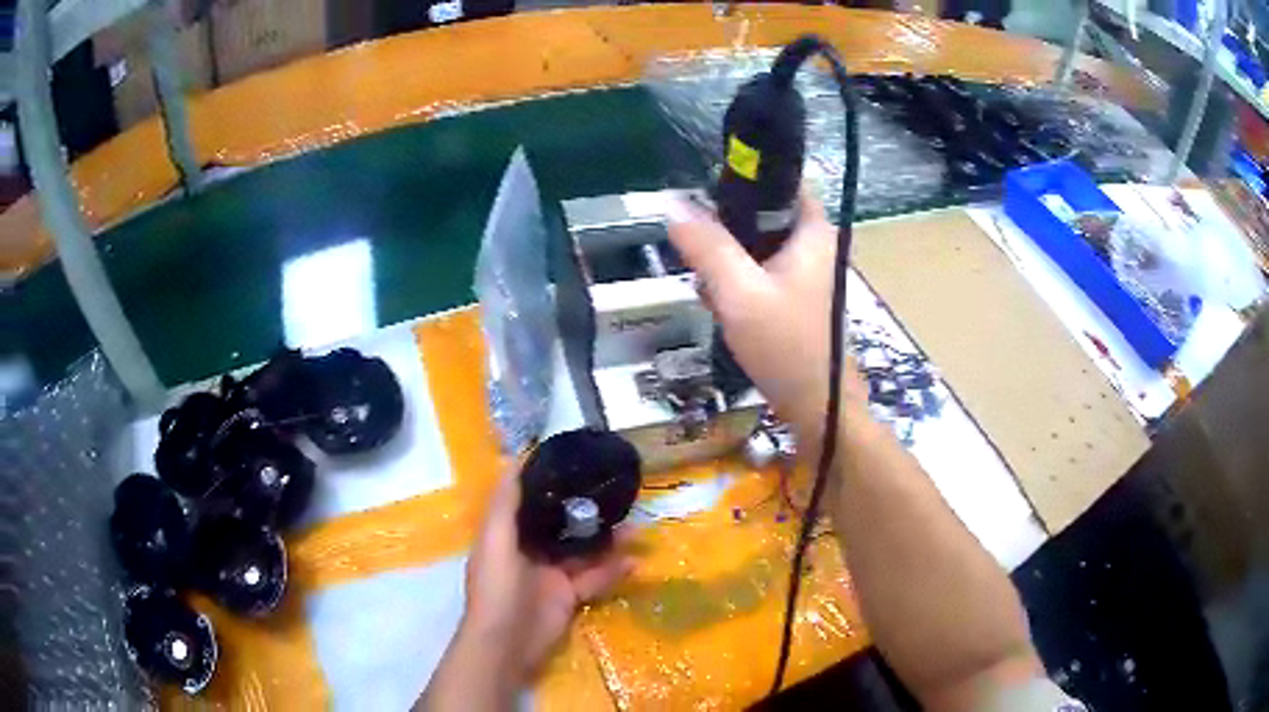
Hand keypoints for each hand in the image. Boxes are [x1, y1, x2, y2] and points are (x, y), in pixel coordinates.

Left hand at [461, 469, 634, 682]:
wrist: (506, 645)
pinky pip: (594, 578)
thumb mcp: (495, 540)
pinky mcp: (568, 596)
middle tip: (616, 495)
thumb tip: (514, 458)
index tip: (575, 462)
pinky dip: (613, 570)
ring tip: (635, 526)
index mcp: (507, 534)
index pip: (528, 500)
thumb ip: (505, 503)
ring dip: (607, 540)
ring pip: (582, 550)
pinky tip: (634, 561)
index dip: (548, 482)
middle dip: (586, 511)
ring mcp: (550, 574)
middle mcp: (529, 550)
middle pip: (561, 524)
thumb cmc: (497, 589)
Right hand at [666, 195, 868, 450]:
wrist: (817, 409)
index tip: (706, 190)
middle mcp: (814, 246)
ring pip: (756, 246)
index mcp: (813, 231)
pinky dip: (736, 282)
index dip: (745, 178)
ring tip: (706, 282)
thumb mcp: (739, 292)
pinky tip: (719, 303)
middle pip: (763, 213)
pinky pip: (758, 273)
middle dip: (726, 227)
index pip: (782, 180)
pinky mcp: (793, 299)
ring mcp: (805, 274)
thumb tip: (671, 203)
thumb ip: (706, 246)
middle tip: (698, 247)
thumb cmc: (786, 346)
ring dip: (727, 259)